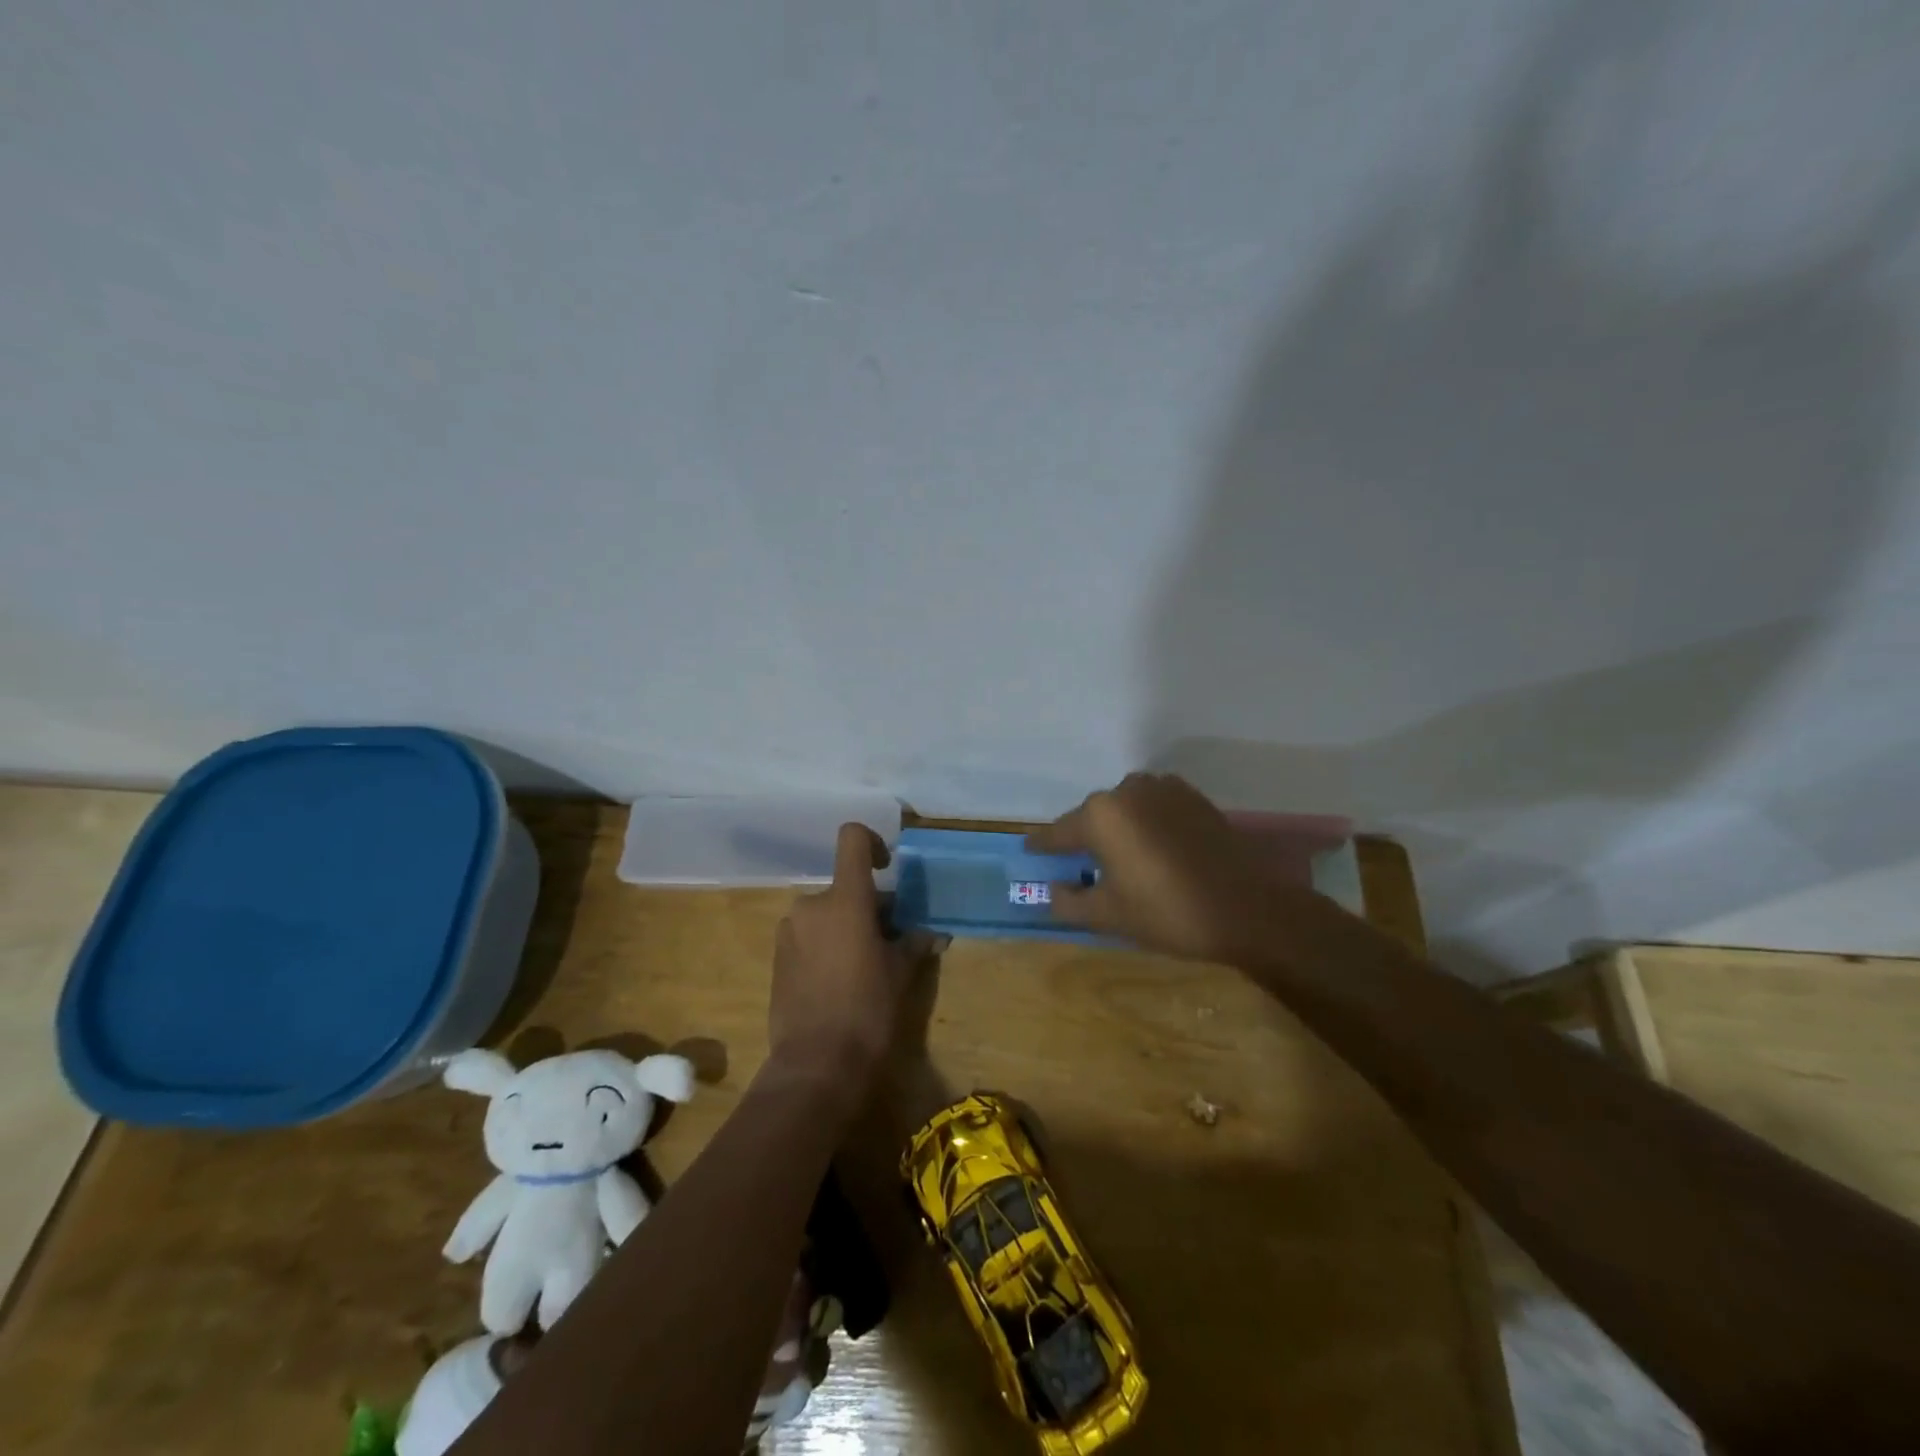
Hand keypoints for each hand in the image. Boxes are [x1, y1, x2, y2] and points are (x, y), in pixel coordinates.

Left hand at [769, 824, 934, 1089]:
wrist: (815, 1065)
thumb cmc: (867, 1011)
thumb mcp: (900, 974)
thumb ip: (914, 943)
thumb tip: (935, 935)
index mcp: (845, 899)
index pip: (852, 839)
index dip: (872, 841)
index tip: (886, 868)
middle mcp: (811, 905)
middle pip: (844, 886)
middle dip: (868, 905)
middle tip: (890, 939)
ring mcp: (789, 931)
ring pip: (826, 913)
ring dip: (846, 926)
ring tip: (866, 965)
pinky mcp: (776, 958)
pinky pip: (809, 936)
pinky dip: (827, 945)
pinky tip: (840, 982)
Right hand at [1027, 772, 1288, 964]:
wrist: (1250, 909)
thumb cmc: (1169, 912)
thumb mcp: (1108, 916)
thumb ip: (1068, 901)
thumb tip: (1052, 888)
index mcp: (1101, 815)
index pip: (1058, 832)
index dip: (1042, 846)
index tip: (1028, 851)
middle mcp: (1128, 790)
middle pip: (1093, 818)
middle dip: (1084, 840)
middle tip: (1079, 868)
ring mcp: (1164, 789)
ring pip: (1125, 811)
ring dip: (1118, 831)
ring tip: (1121, 862)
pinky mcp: (1193, 797)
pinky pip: (1153, 809)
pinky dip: (1145, 826)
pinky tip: (1154, 853)